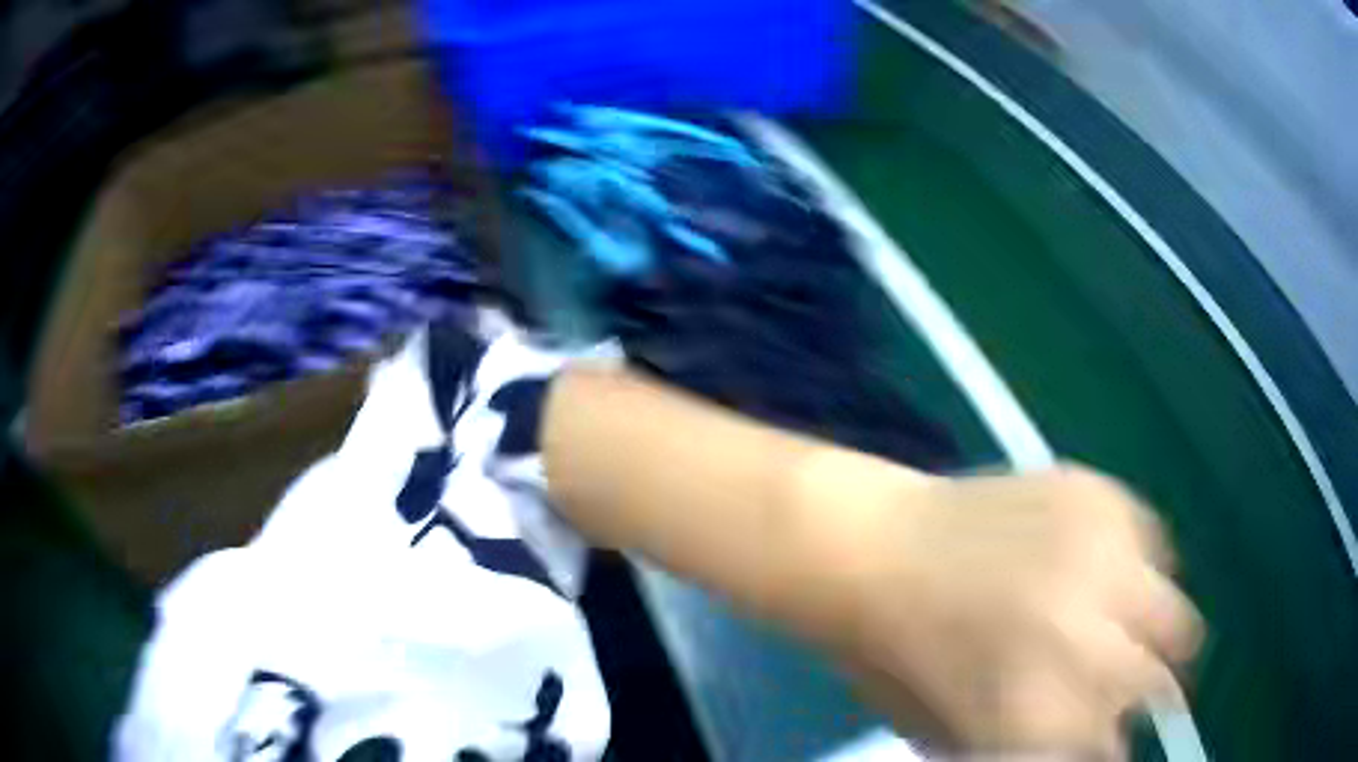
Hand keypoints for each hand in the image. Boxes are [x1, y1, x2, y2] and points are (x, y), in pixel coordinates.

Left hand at [804, 461, 1201, 756]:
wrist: (873, 548)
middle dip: (1143, 695)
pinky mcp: (1097, 492)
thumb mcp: (957, 733)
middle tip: (1119, 686)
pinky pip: (1150, 541)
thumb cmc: (901, 656)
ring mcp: (1098, 550)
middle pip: (1159, 682)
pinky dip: (1134, 567)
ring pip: (1173, 613)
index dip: (1107, 747)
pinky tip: (1098, 570)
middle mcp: (1082, 629)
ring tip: (1116, 629)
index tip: (1105, 741)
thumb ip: (1037, 748)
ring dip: (1151, 631)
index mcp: (1039, 706)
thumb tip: (1105, 747)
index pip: (1110, 746)